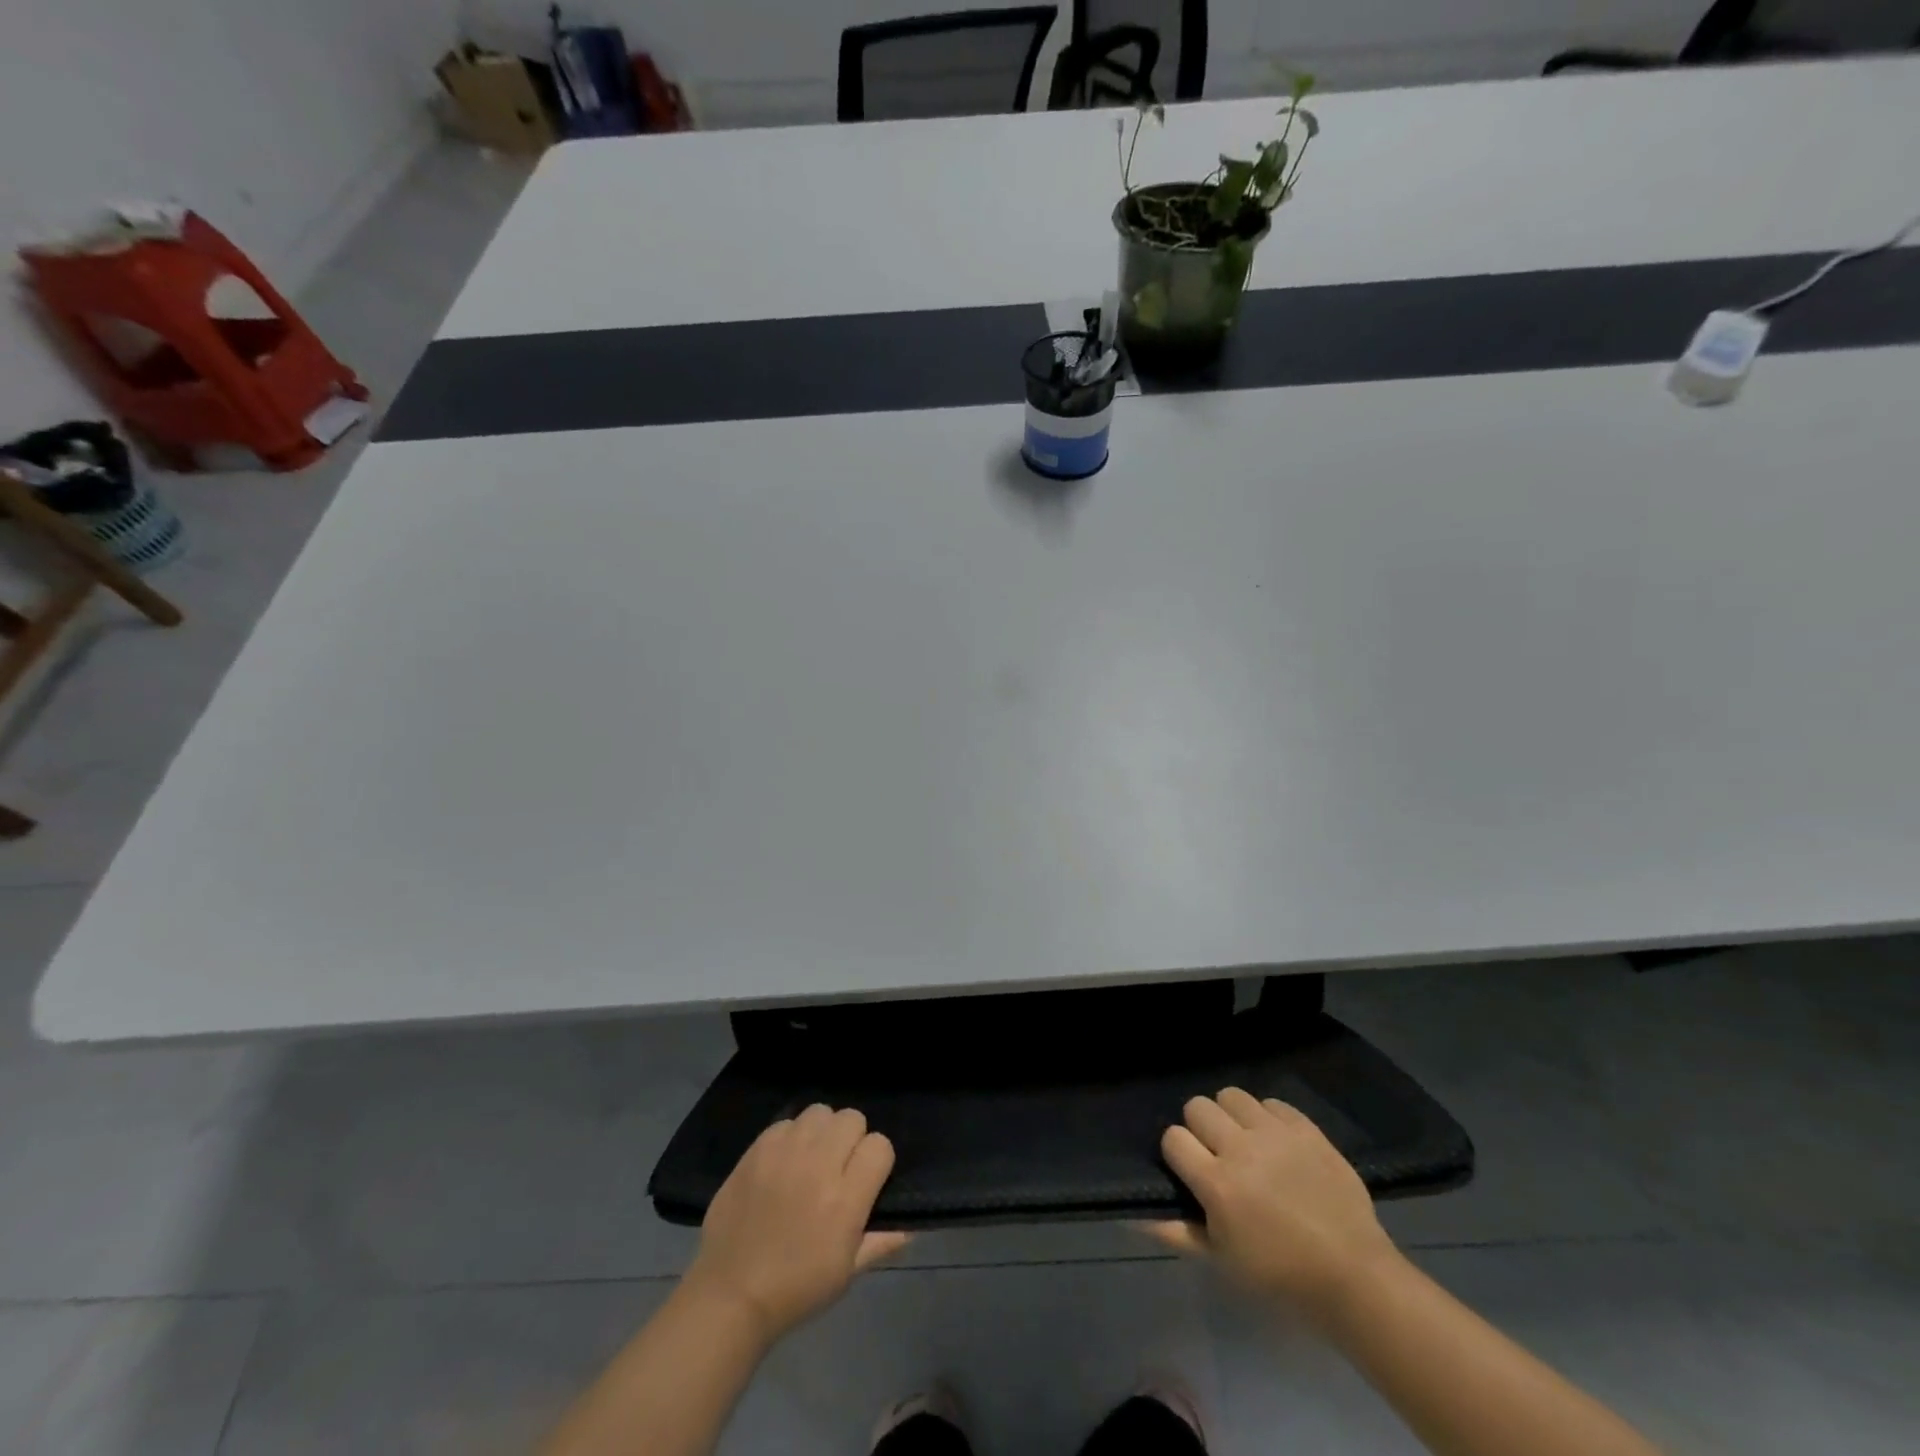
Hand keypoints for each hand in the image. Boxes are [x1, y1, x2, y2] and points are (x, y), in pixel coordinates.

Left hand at [682, 1104, 908, 1345]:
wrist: (730, 1295)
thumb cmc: (796, 1289)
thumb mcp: (847, 1272)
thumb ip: (882, 1241)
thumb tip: (913, 1224)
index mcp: (845, 1199)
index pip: (880, 1146)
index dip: (877, 1161)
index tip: (866, 1180)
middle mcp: (818, 1165)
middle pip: (852, 1118)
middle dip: (852, 1140)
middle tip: (838, 1168)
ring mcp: (785, 1152)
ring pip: (820, 1112)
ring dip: (822, 1132)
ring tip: (811, 1158)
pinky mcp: (757, 1149)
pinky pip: (786, 1122)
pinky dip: (790, 1137)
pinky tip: (783, 1163)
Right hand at [1147, 1088, 1400, 1318]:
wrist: (1354, 1277)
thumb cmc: (1281, 1276)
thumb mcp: (1222, 1261)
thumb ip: (1176, 1232)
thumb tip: (1132, 1215)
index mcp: (1217, 1183)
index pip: (1173, 1137)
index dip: (1177, 1153)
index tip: (1191, 1171)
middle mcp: (1241, 1148)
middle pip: (1197, 1106)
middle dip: (1200, 1128)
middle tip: (1217, 1155)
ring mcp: (1276, 1134)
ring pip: (1231, 1095)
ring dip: (1231, 1116)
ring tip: (1246, 1142)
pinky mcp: (1306, 1129)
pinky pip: (1272, 1102)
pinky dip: (1268, 1118)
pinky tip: (1277, 1144)